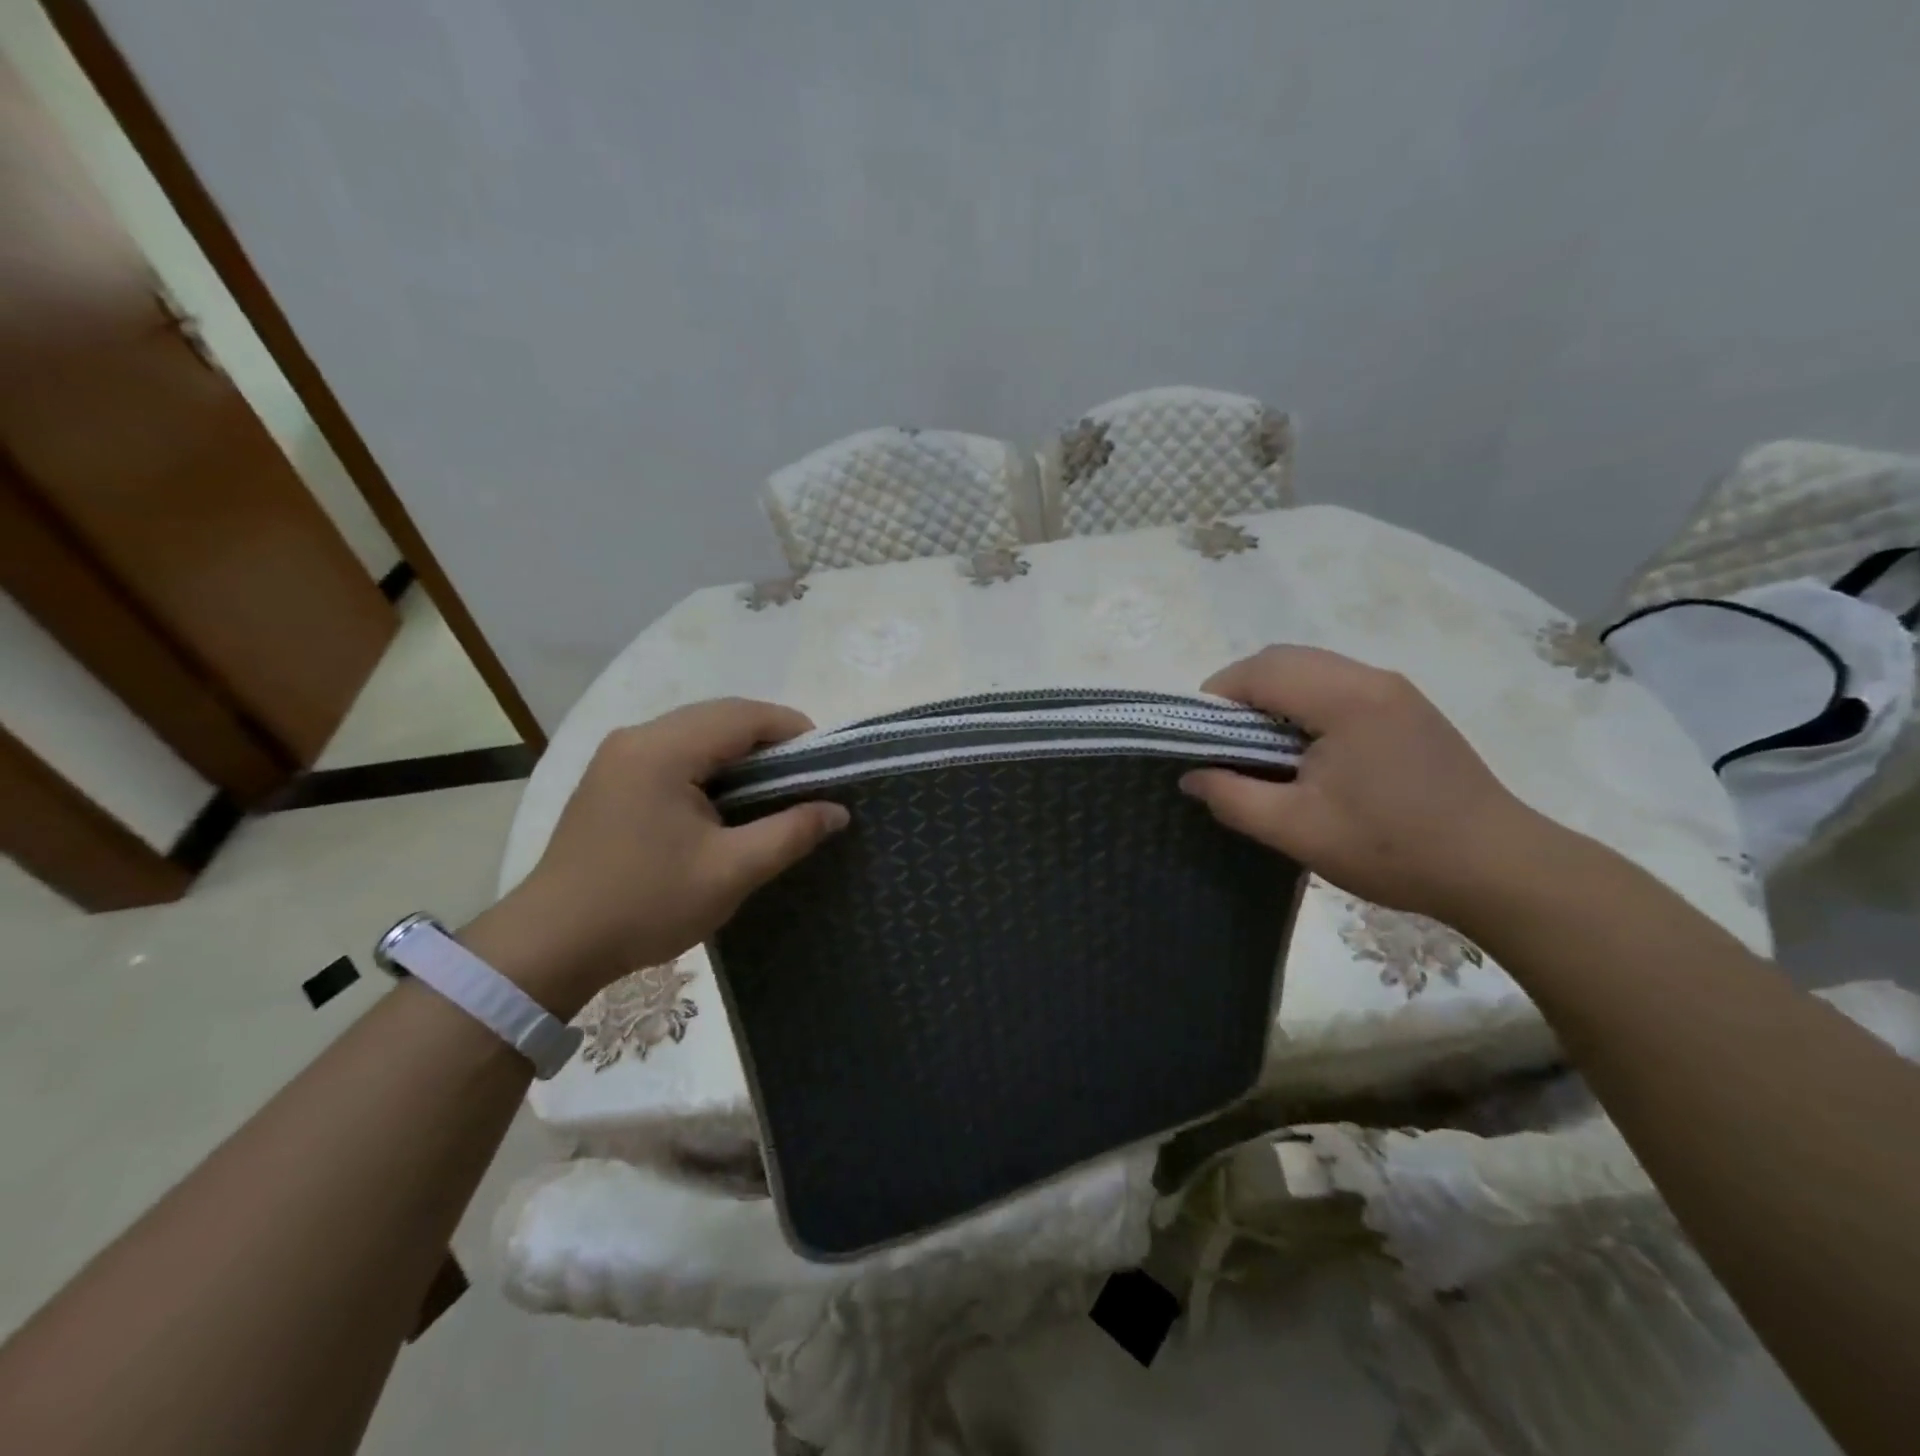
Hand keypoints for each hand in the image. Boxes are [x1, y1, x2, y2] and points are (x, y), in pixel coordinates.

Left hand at [468, 699, 846, 1011]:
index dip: (793, 729)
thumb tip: (837, 811)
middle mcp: (637, 738)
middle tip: (807, 777)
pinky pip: (674, 753)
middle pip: (719, 717)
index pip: (744, 716)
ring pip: (696, 733)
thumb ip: (790, 833)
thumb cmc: (645, 904)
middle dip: (769, 739)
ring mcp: (618, 756)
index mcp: (663, 750)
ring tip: (776, 788)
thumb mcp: (730, 872)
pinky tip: (728, 799)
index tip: (827, 762)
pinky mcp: (611, 778)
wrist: (551, 944)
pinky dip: (711, 765)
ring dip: (740, 752)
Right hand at [1182, 646, 1556, 922]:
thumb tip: (1191, 775)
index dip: (1216, 696)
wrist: (1498, 868)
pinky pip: (1337, 686)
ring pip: (1311, 669)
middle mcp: (1371, 679)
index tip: (1197, 736)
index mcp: (1345, 698)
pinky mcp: (1408, 709)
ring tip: (1258, 748)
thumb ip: (1233, 796)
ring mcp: (1395, 691)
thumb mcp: (1296, 830)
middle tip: (1222, 742)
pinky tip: (1304, 751)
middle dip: (1240, 692)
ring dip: (1273, 697)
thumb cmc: (1392, 848)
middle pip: (1284, 659)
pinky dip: (1303, 704)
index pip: (1260, 670)